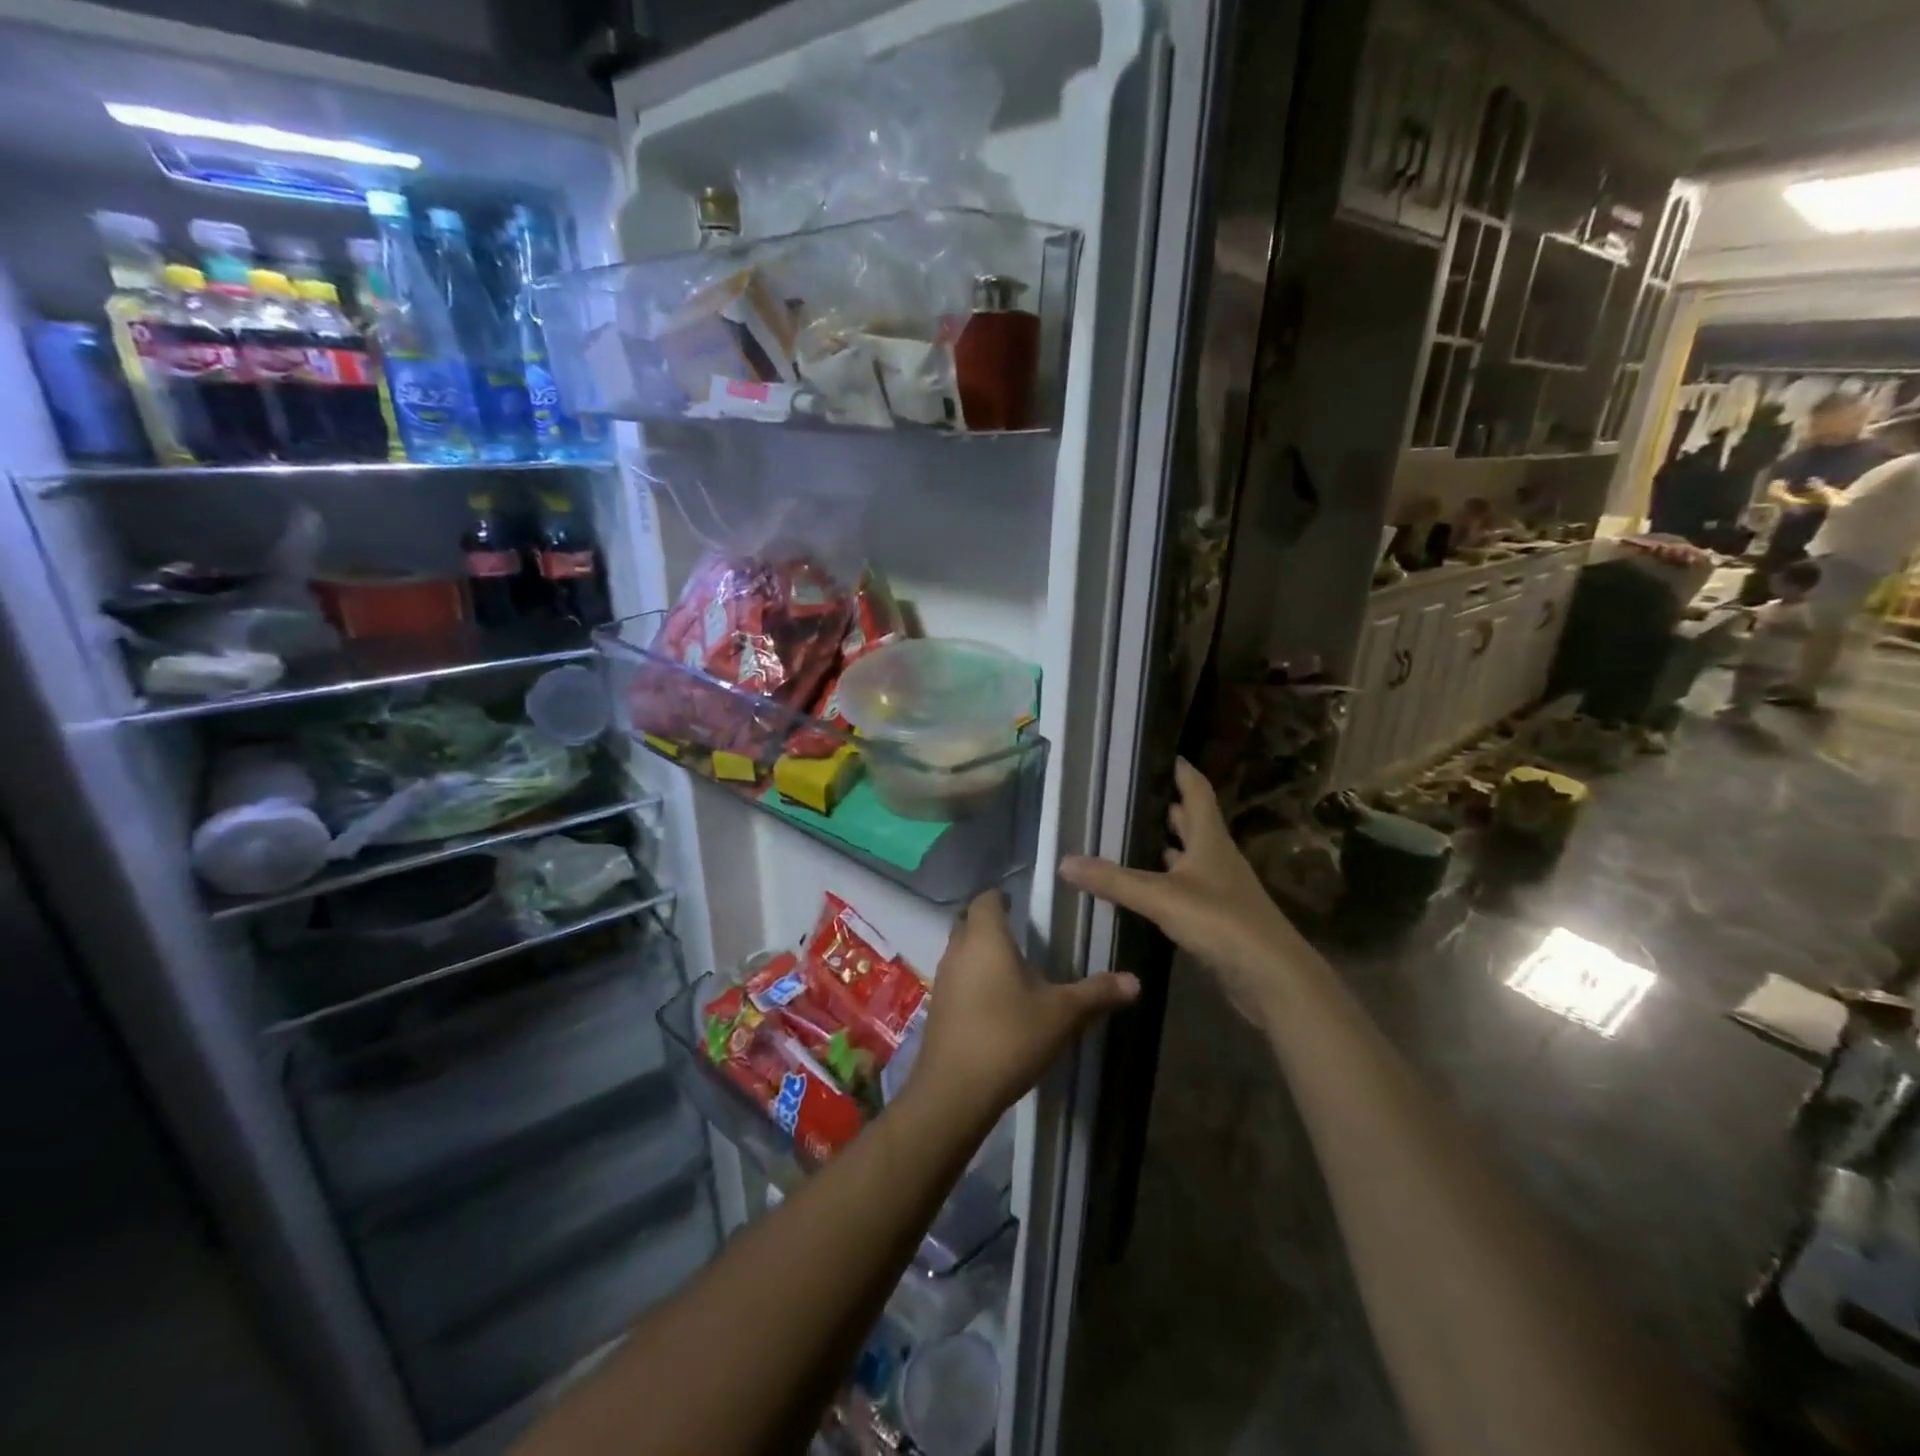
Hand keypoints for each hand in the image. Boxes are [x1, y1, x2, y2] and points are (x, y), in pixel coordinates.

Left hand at [907, 890, 1137, 1121]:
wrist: (955, 1091)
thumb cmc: (1010, 1037)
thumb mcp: (1062, 1014)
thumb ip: (1097, 993)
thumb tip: (1135, 980)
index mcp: (986, 937)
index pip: (987, 898)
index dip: (1003, 897)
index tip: (1024, 906)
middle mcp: (958, 949)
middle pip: (969, 921)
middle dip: (992, 923)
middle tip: (1024, 935)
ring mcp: (943, 978)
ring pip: (961, 950)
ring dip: (982, 952)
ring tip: (1014, 968)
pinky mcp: (938, 1006)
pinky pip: (957, 978)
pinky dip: (974, 979)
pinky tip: (997, 1002)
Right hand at [1059, 758, 1314, 1023]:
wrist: (1272, 978)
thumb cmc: (1222, 922)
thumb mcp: (1161, 897)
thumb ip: (1114, 880)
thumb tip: (1064, 861)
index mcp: (1210, 838)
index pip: (1195, 789)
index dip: (1178, 768)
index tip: (1154, 753)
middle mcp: (1215, 856)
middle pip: (1188, 821)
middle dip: (1159, 808)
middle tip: (1120, 798)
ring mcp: (1218, 888)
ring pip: (1184, 856)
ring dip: (1159, 847)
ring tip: (1119, 838)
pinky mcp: (1215, 917)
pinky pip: (1181, 888)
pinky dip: (1160, 882)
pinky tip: (1135, 888)